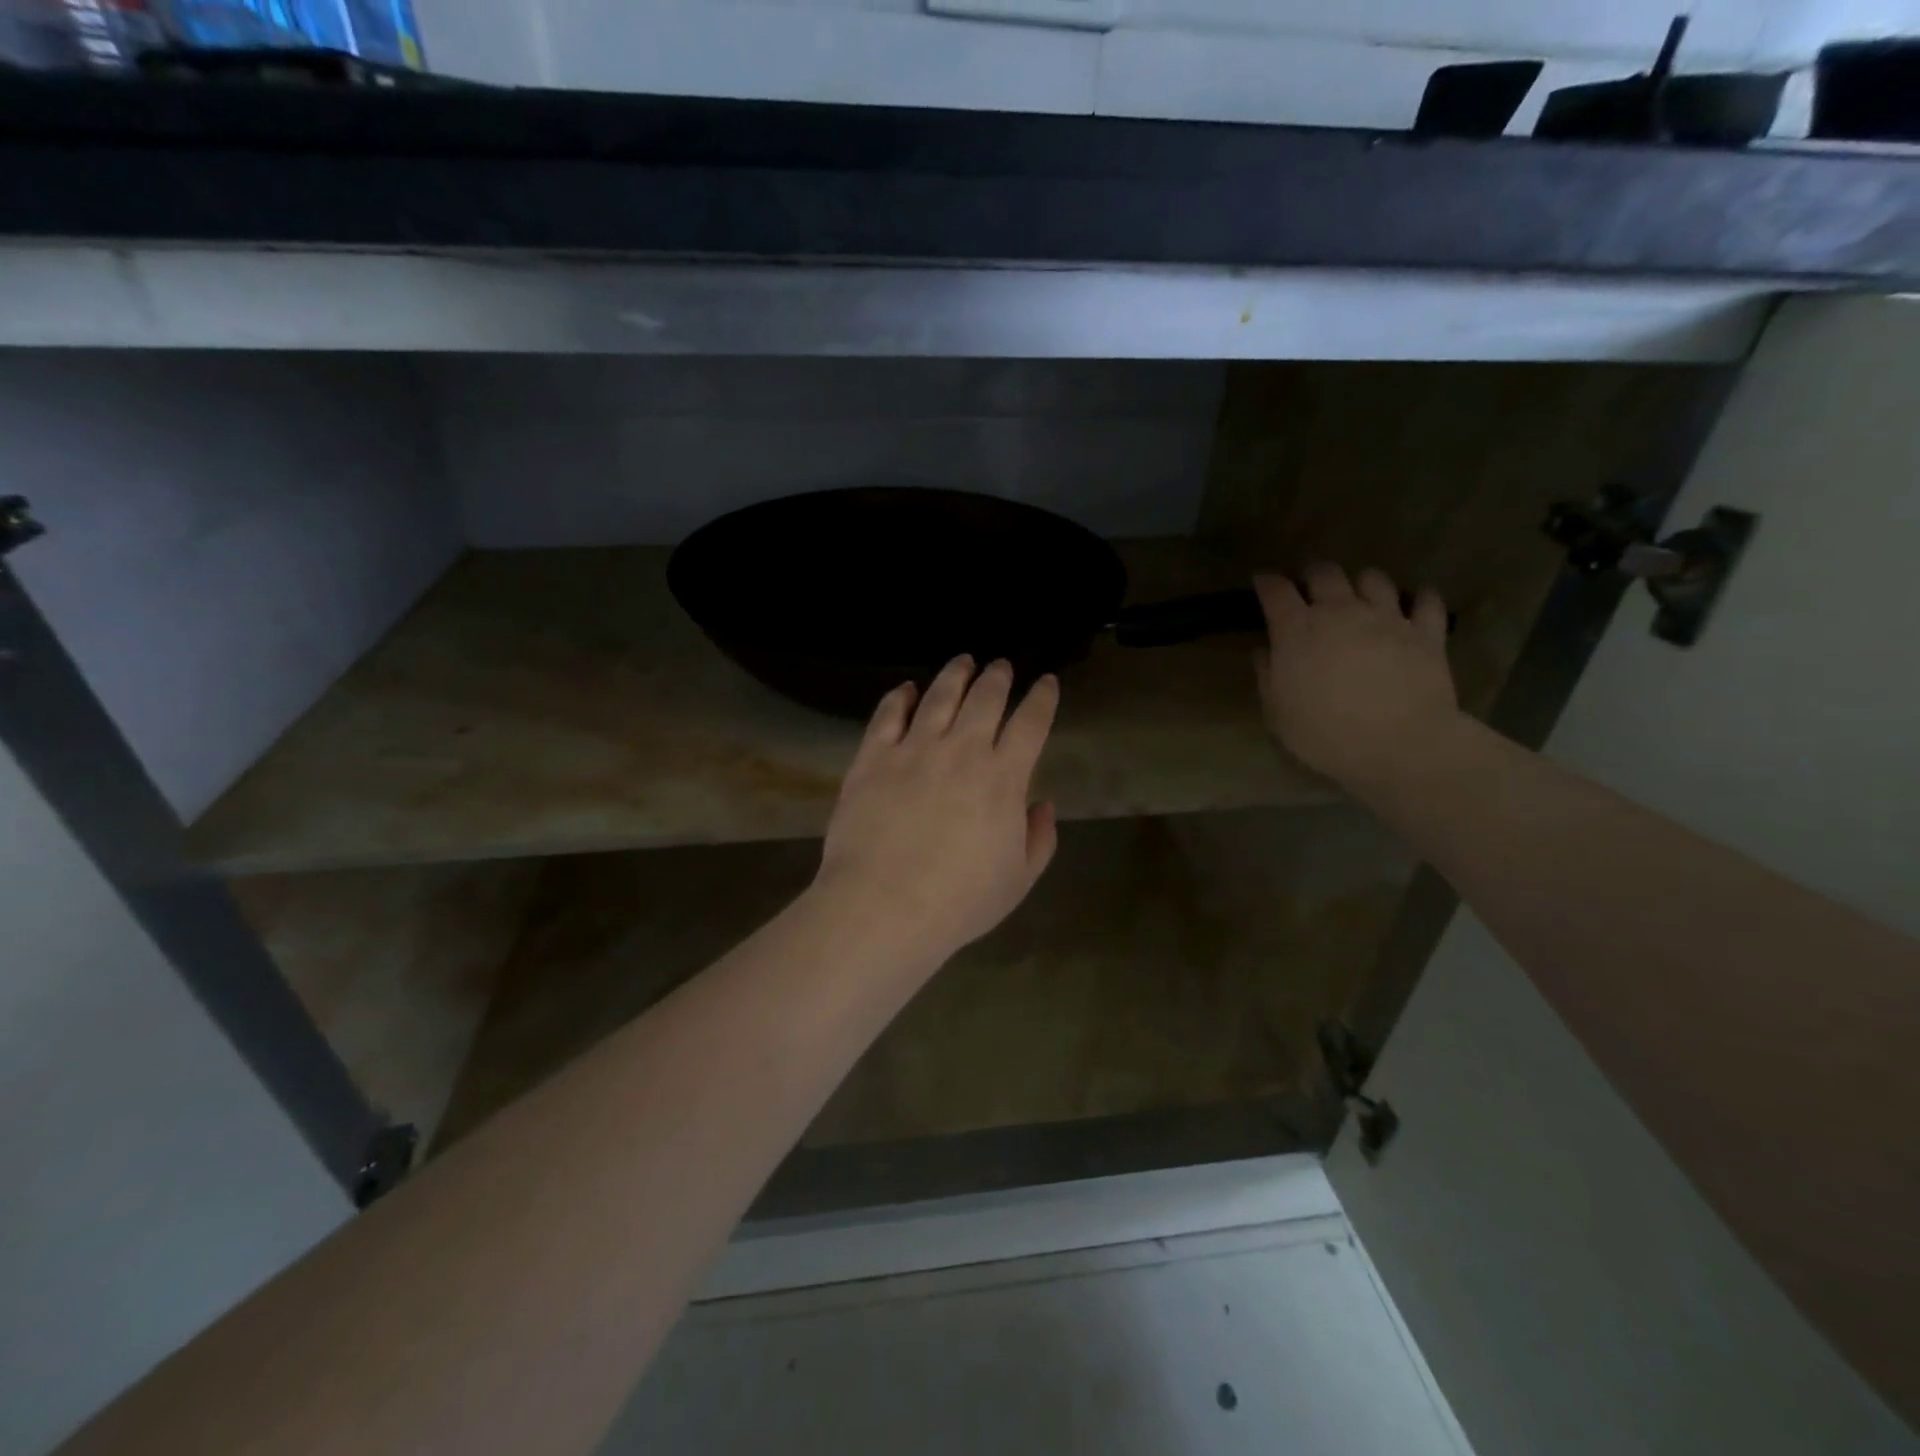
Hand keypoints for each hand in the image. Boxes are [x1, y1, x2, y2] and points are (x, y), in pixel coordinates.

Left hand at [815, 657, 1060, 962]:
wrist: (883, 906)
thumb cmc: (959, 901)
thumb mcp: (1018, 880)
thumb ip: (1039, 838)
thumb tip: (1041, 804)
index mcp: (1002, 778)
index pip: (1030, 723)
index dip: (1042, 698)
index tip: (1046, 683)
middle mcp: (961, 750)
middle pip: (985, 698)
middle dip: (998, 676)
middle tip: (1001, 666)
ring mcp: (913, 749)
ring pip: (939, 696)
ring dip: (955, 674)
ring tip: (963, 661)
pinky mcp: (872, 757)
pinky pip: (887, 715)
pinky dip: (898, 697)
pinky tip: (905, 689)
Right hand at [1254, 564, 1460, 792]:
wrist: (1398, 744)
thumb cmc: (1324, 733)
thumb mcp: (1278, 713)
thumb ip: (1268, 676)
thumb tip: (1264, 653)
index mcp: (1297, 630)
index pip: (1276, 591)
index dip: (1267, 582)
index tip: (1262, 582)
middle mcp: (1340, 612)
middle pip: (1325, 574)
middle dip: (1314, 575)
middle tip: (1310, 587)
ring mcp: (1387, 618)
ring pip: (1374, 579)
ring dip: (1362, 583)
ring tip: (1360, 595)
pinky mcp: (1426, 632)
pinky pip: (1426, 602)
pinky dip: (1419, 599)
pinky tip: (1415, 605)